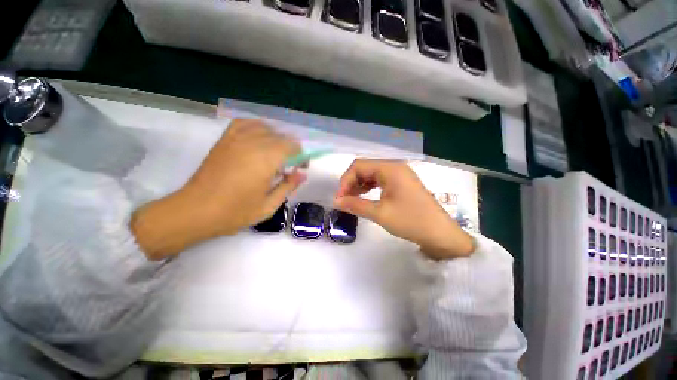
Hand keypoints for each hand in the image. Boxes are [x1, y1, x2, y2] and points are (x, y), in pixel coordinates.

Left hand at [131, 119, 305, 259]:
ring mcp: (237, 139)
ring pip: (265, 128)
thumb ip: (288, 187)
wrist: (196, 210)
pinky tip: (260, 136)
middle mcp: (253, 144)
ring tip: (277, 152)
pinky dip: (257, 126)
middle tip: (291, 165)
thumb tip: (302, 174)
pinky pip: (245, 123)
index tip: (301, 167)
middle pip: (281, 136)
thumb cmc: (235, 212)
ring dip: (277, 138)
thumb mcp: (269, 205)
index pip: (292, 146)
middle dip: (291, 148)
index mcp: (266, 160)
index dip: (301, 155)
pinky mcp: (225, 140)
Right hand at [333, 159, 473, 259]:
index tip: (339, 198)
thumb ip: (355, 204)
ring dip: (359, 184)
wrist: (440, 234)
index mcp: (390, 168)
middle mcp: (395, 166)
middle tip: (344, 200)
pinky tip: (365, 196)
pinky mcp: (402, 183)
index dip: (346, 181)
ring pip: (372, 174)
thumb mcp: (380, 213)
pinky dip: (369, 187)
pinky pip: (380, 180)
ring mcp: (399, 174)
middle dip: (351, 182)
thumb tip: (335, 200)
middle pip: (365, 168)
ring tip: (352, 199)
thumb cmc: (410, 221)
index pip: (359, 166)